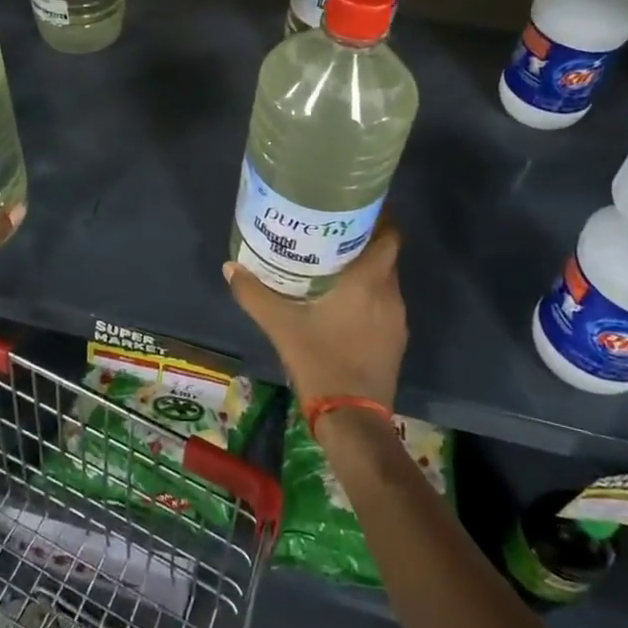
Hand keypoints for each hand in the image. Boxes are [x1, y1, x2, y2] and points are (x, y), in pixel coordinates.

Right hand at [224, 217, 407, 409]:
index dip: (380, 218)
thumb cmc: (321, 361)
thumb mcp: (281, 325)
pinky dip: (369, 296)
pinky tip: (343, 303)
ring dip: (366, 270)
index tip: (356, 208)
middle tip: (332, 232)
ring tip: (334, 263)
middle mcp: (390, 295)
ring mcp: (397, 321)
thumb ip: (255, 294)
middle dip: (364, 242)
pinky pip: (385, 305)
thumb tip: (230, 266)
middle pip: (386, 256)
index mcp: (369, 282)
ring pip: (385, 282)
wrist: (352, 419)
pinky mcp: (395, 342)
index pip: (390, 236)